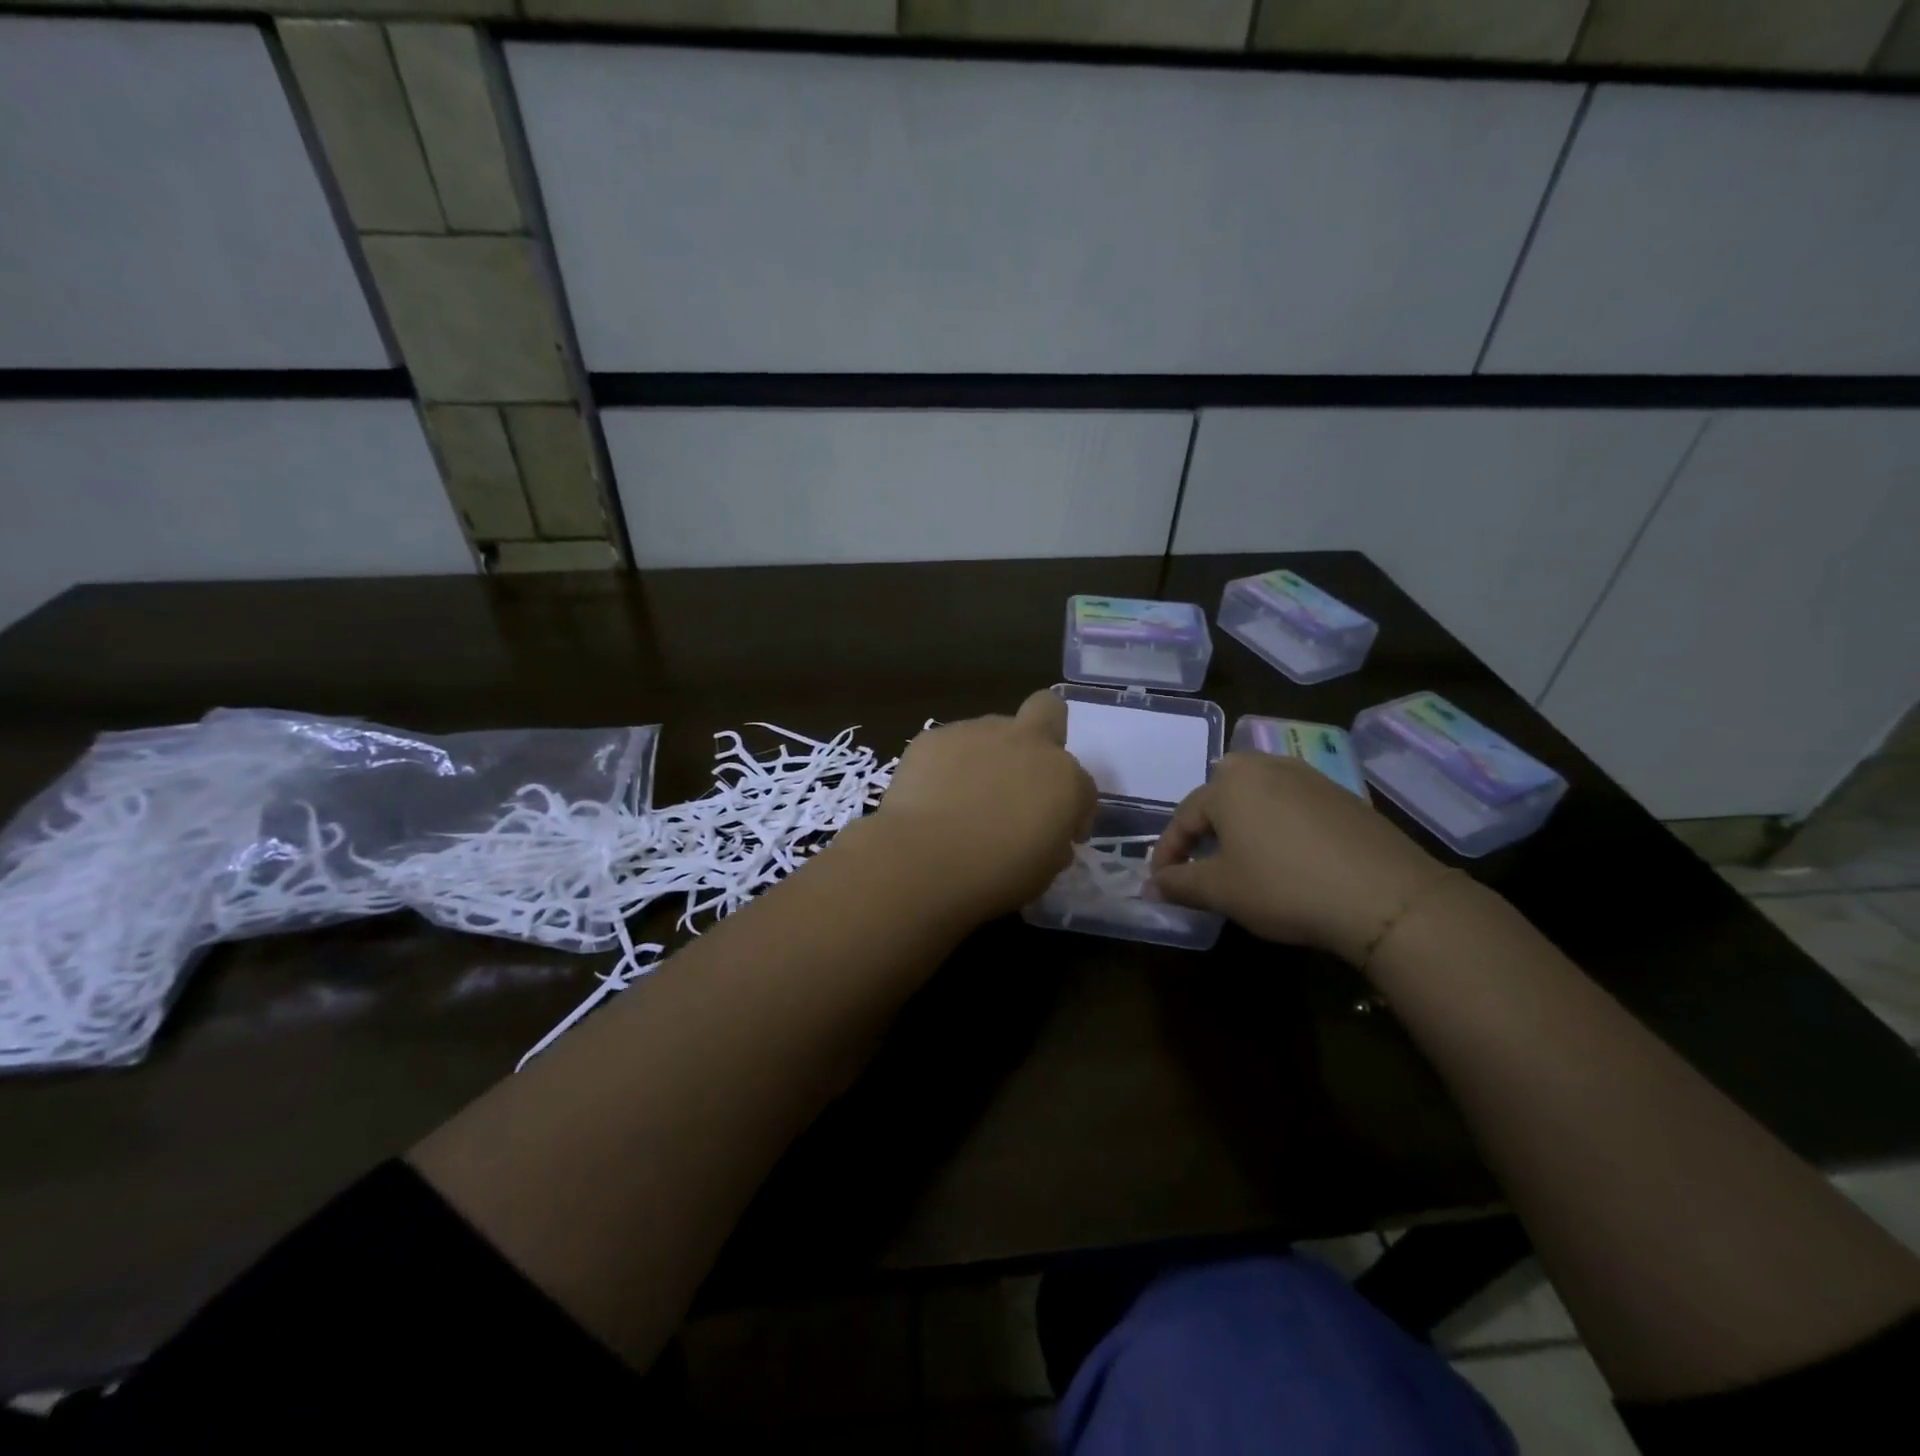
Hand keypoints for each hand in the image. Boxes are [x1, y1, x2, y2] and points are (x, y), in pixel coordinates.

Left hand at [871, 691, 1096, 920]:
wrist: (927, 859)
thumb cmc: (997, 875)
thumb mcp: (1044, 870)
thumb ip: (1052, 841)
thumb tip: (1045, 835)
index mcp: (1064, 778)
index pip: (1083, 786)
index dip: (1073, 812)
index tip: (1057, 835)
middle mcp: (1027, 743)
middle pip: (1048, 710)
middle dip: (1044, 731)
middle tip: (1022, 774)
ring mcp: (978, 732)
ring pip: (992, 731)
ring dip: (988, 756)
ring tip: (963, 797)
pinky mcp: (935, 736)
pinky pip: (948, 746)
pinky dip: (946, 766)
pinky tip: (931, 797)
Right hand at [1150, 752, 1449, 964]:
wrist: (1385, 895)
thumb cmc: (1284, 886)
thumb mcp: (1221, 890)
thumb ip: (1179, 884)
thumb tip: (1149, 887)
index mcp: (1228, 784)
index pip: (1183, 817)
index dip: (1167, 853)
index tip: (1160, 883)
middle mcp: (1265, 767)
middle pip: (1220, 796)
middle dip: (1204, 829)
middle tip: (1200, 864)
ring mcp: (1308, 777)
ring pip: (1257, 797)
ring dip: (1241, 825)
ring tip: (1241, 860)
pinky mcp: (1341, 795)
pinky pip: (1291, 805)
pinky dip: (1276, 826)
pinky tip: (1286, 857)